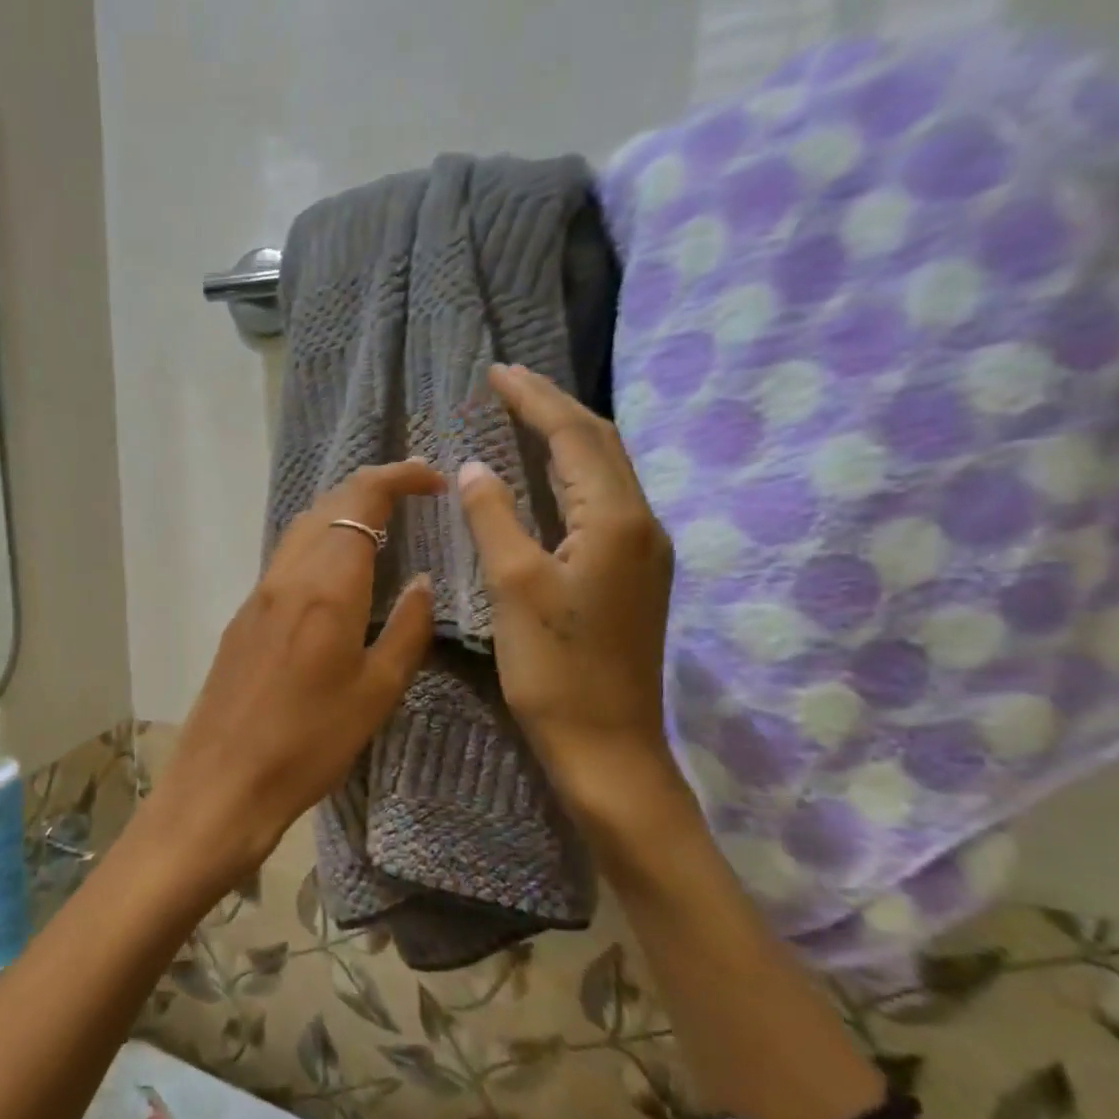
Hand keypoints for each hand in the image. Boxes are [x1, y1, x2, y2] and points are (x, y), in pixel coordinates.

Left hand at [148, 460, 444, 899]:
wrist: (222, 782)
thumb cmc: (309, 744)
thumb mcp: (376, 692)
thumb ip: (406, 630)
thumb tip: (422, 583)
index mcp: (325, 587)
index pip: (361, 501)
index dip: (398, 477)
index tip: (433, 479)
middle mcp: (286, 576)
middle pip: (327, 505)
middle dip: (372, 488)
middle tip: (414, 495)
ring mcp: (257, 594)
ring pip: (302, 529)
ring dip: (342, 512)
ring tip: (382, 525)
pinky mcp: (242, 617)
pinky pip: (286, 560)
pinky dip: (319, 544)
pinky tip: (337, 573)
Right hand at [458, 364, 678, 815]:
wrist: (607, 747)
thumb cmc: (556, 670)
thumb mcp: (514, 587)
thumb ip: (495, 517)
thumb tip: (474, 466)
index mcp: (614, 519)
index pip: (574, 436)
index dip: (535, 400)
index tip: (497, 372)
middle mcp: (641, 523)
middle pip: (600, 443)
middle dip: (555, 407)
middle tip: (509, 385)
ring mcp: (643, 549)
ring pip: (605, 471)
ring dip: (566, 438)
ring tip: (524, 416)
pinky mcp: (633, 574)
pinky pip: (603, 501)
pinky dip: (572, 474)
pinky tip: (547, 477)